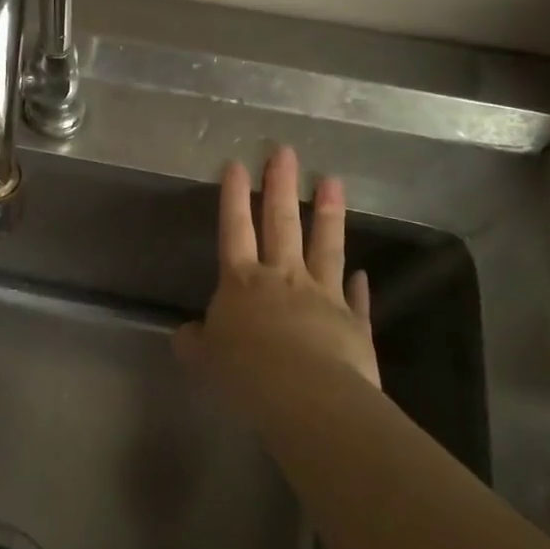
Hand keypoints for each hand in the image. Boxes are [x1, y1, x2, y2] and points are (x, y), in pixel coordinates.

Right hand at [174, 145, 379, 388]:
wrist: (306, 396)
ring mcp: (322, 296)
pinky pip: (356, 298)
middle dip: (281, 186)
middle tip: (285, 151)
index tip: (238, 164)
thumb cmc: (245, 373)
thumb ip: (196, 343)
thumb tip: (186, 334)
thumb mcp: (205, 359)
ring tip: (333, 181)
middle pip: (281, 223)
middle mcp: (282, 278)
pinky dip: (359, 285)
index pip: (235, 228)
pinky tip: (363, 271)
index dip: (234, 197)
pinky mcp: (353, 322)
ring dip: (328, 214)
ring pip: (325, 247)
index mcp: (241, 281)